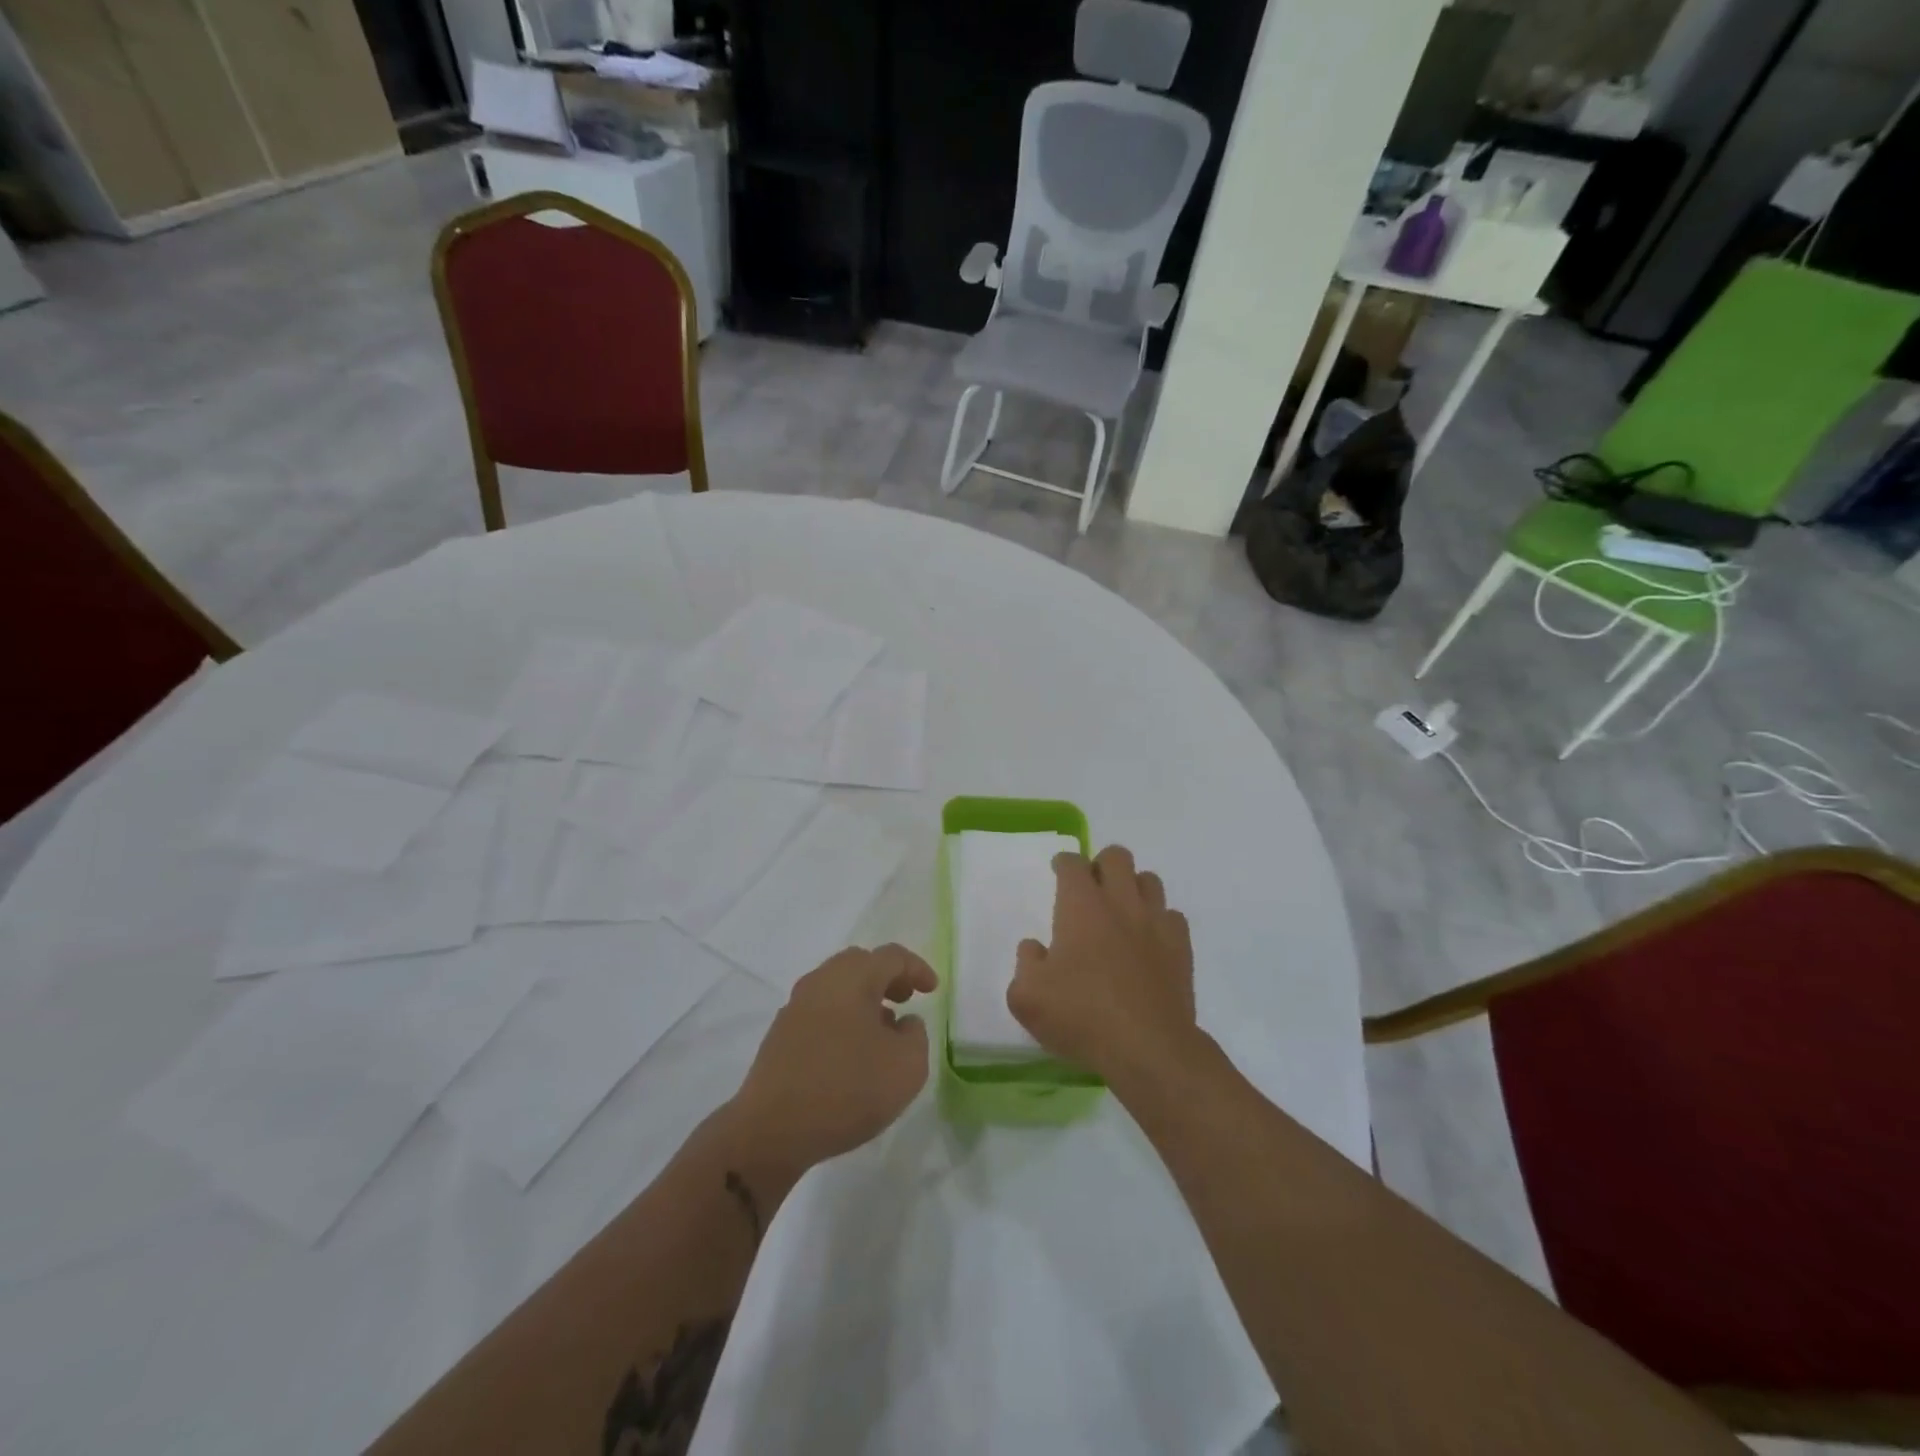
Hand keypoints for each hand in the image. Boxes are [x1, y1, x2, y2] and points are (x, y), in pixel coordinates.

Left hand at [729, 944, 937, 1172]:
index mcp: (852, 978)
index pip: (891, 957)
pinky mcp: (780, 1035)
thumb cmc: (847, 1089)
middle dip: (886, 978)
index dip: (916, 969)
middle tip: (905, 999)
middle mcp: (821, 982)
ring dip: (863, 1000)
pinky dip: (842, 1019)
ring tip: (882, 1030)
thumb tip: (903, 1023)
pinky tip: (851, 1052)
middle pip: (859, 964)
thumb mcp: (906, 1067)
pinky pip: (820, 1012)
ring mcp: (795, 1007)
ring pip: (836, 987)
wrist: (771, 1130)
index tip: (932, 990)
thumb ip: (916, 1036)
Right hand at [1007, 845, 1198, 1090]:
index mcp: (1081, 906)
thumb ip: (1025, 963)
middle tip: (1091, 890)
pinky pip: (1172, 916)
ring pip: (1149, 880)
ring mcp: (1155, 922)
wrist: (1148, 1047)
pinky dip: (1159, 921)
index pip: (1073, 863)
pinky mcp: (1181, 947)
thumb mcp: (1027, 997)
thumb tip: (1035, 948)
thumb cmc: (1081, 1016)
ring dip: (1133, 887)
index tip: (1059, 872)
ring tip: (1121, 912)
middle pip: (1116, 856)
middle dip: (1101, 864)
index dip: (1064, 863)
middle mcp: (1120, 902)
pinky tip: (1149, 942)